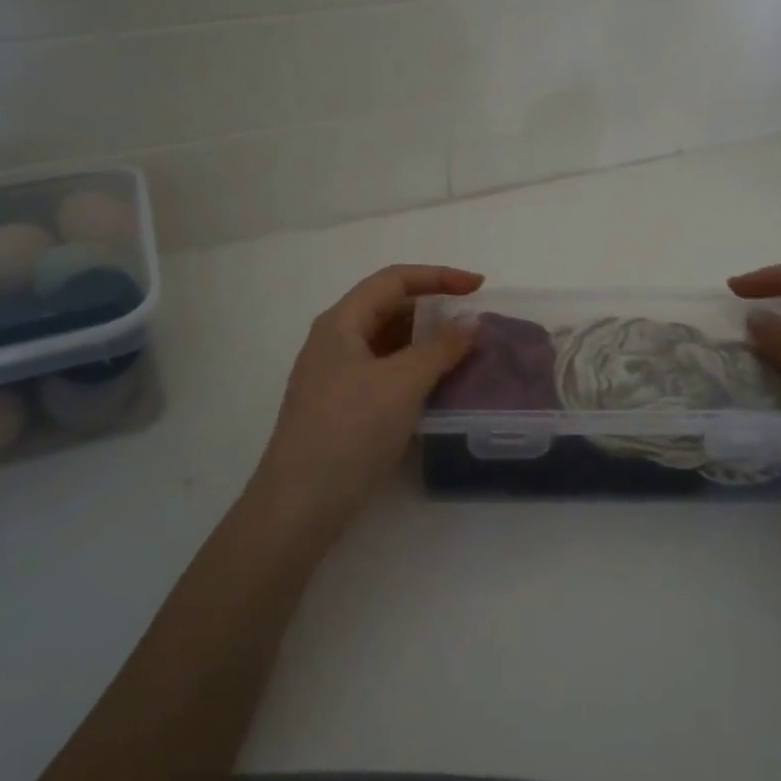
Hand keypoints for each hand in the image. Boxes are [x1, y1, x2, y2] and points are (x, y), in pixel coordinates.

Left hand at [249, 265, 481, 529]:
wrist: (301, 504)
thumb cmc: (350, 431)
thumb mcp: (402, 383)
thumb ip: (440, 347)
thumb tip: (470, 322)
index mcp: (341, 323)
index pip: (393, 281)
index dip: (438, 276)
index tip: (479, 287)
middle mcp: (335, 342)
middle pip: (389, 309)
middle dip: (433, 311)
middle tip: (474, 325)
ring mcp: (336, 377)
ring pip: (388, 345)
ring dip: (426, 344)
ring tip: (465, 355)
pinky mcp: (343, 409)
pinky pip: (385, 375)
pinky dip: (415, 373)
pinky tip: (439, 389)